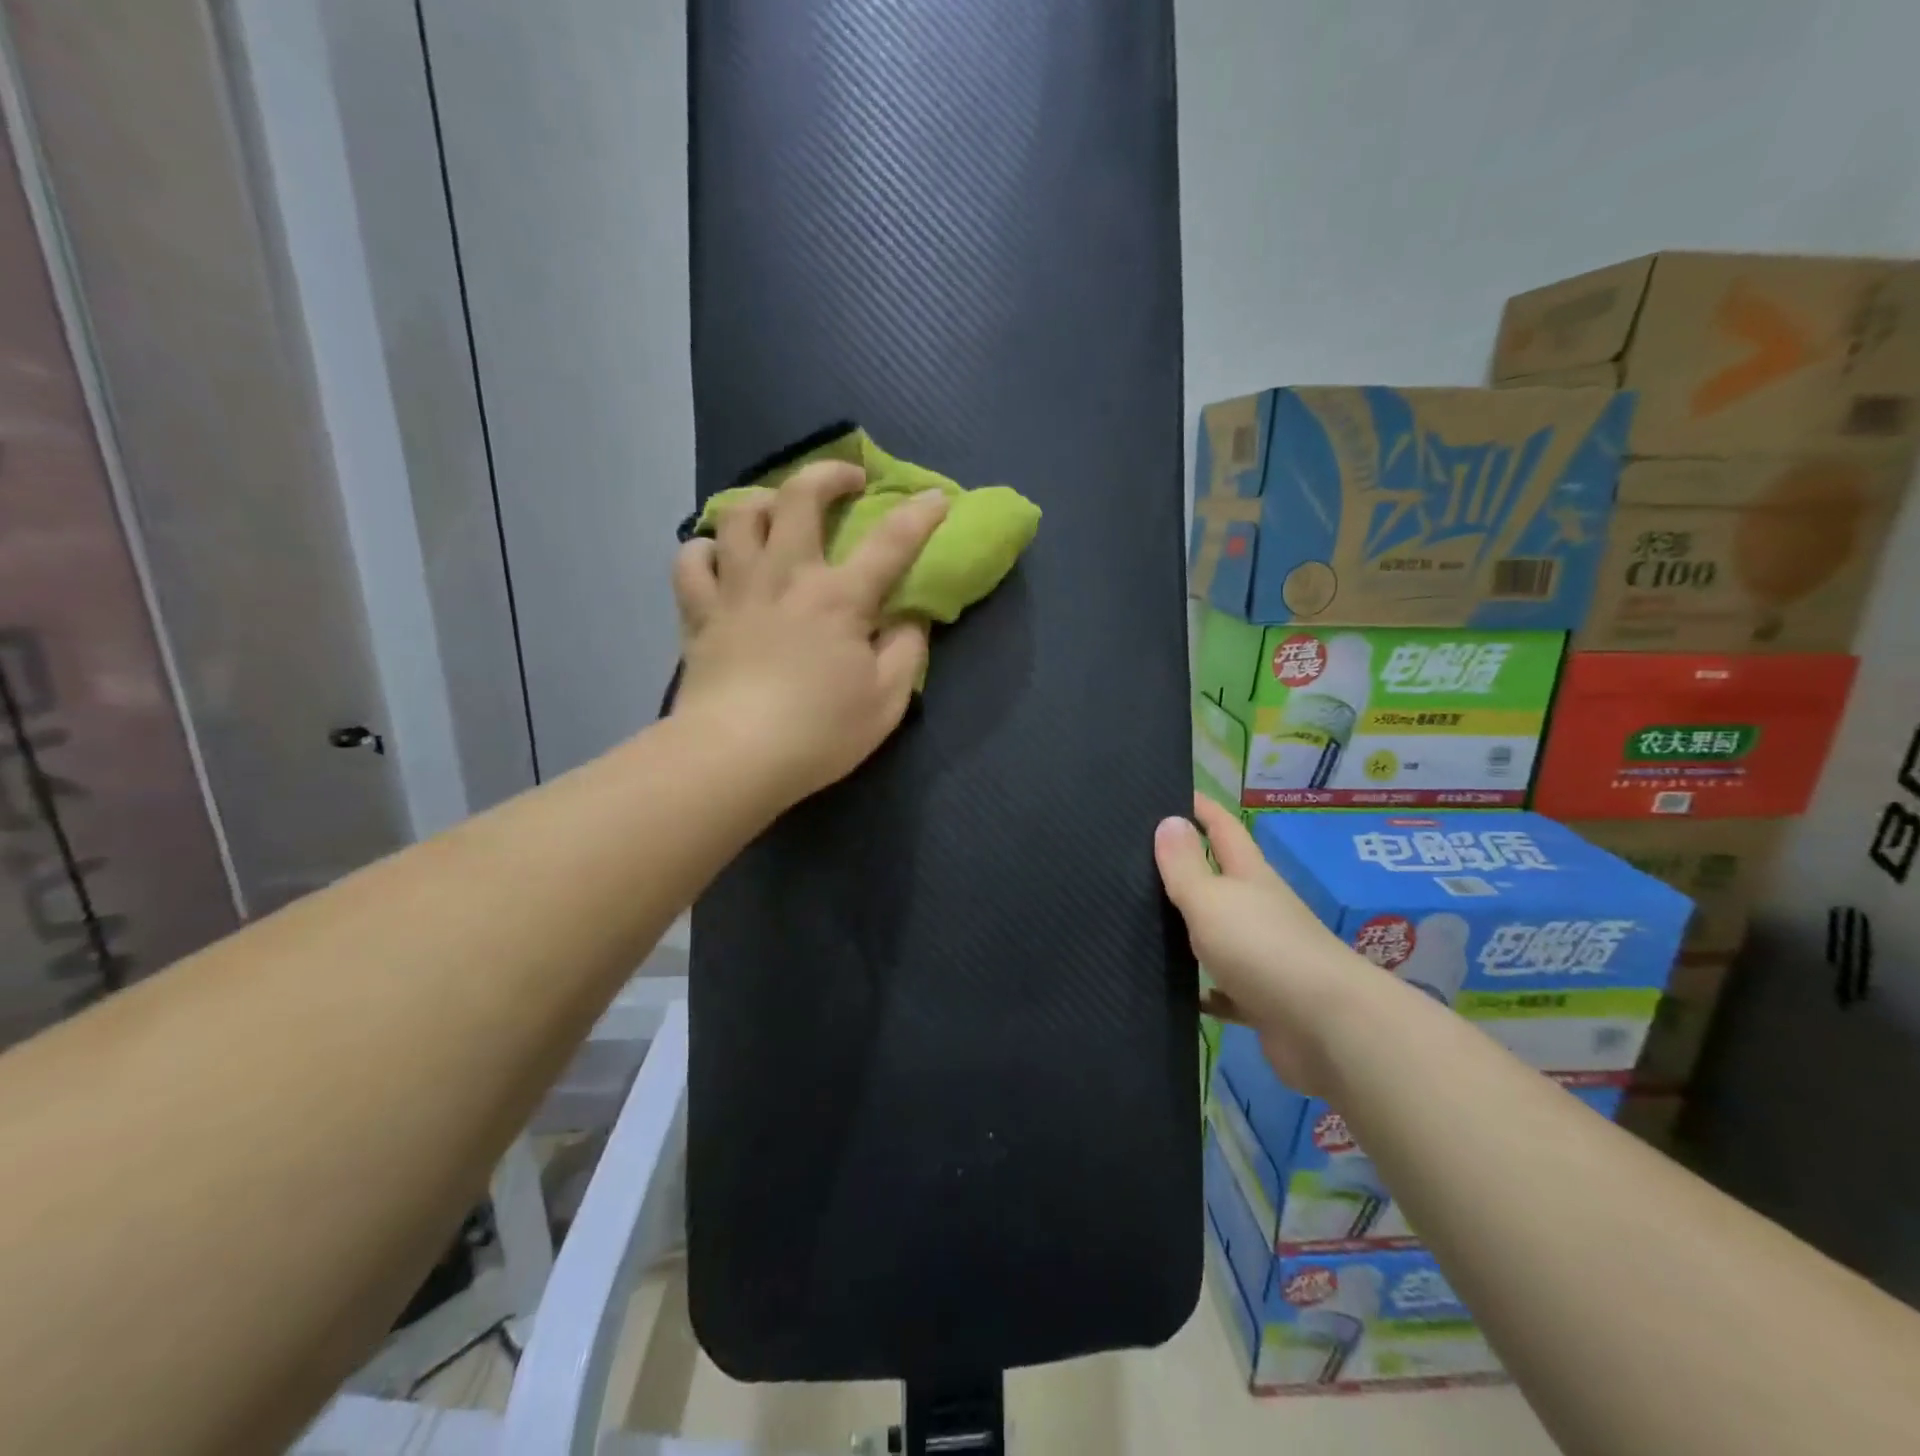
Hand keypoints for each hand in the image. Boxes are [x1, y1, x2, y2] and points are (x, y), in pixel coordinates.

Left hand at [670, 460, 948, 809]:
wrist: (734, 757)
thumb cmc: (819, 732)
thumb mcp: (887, 700)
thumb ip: (907, 651)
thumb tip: (909, 618)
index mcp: (839, 598)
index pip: (889, 542)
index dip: (919, 515)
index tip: (937, 498)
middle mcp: (786, 577)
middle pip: (799, 498)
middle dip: (828, 474)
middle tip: (847, 480)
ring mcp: (736, 590)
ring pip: (739, 515)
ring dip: (763, 500)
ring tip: (778, 511)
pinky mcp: (699, 614)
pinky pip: (691, 561)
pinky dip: (705, 549)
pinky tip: (719, 557)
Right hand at [1155, 795, 1386, 1094]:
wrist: (1328, 1030)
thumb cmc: (1264, 949)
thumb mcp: (1212, 900)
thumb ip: (1185, 866)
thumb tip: (1169, 819)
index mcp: (1251, 877)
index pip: (1224, 829)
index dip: (1201, 808)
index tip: (1170, 791)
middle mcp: (1261, 910)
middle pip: (1222, 880)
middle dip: (1188, 867)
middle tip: (1138, 858)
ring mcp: (1266, 957)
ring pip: (1221, 934)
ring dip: (1192, 929)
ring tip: (1143, 922)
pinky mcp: (1264, 1001)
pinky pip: (1225, 990)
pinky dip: (1204, 988)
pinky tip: (1177, 991)